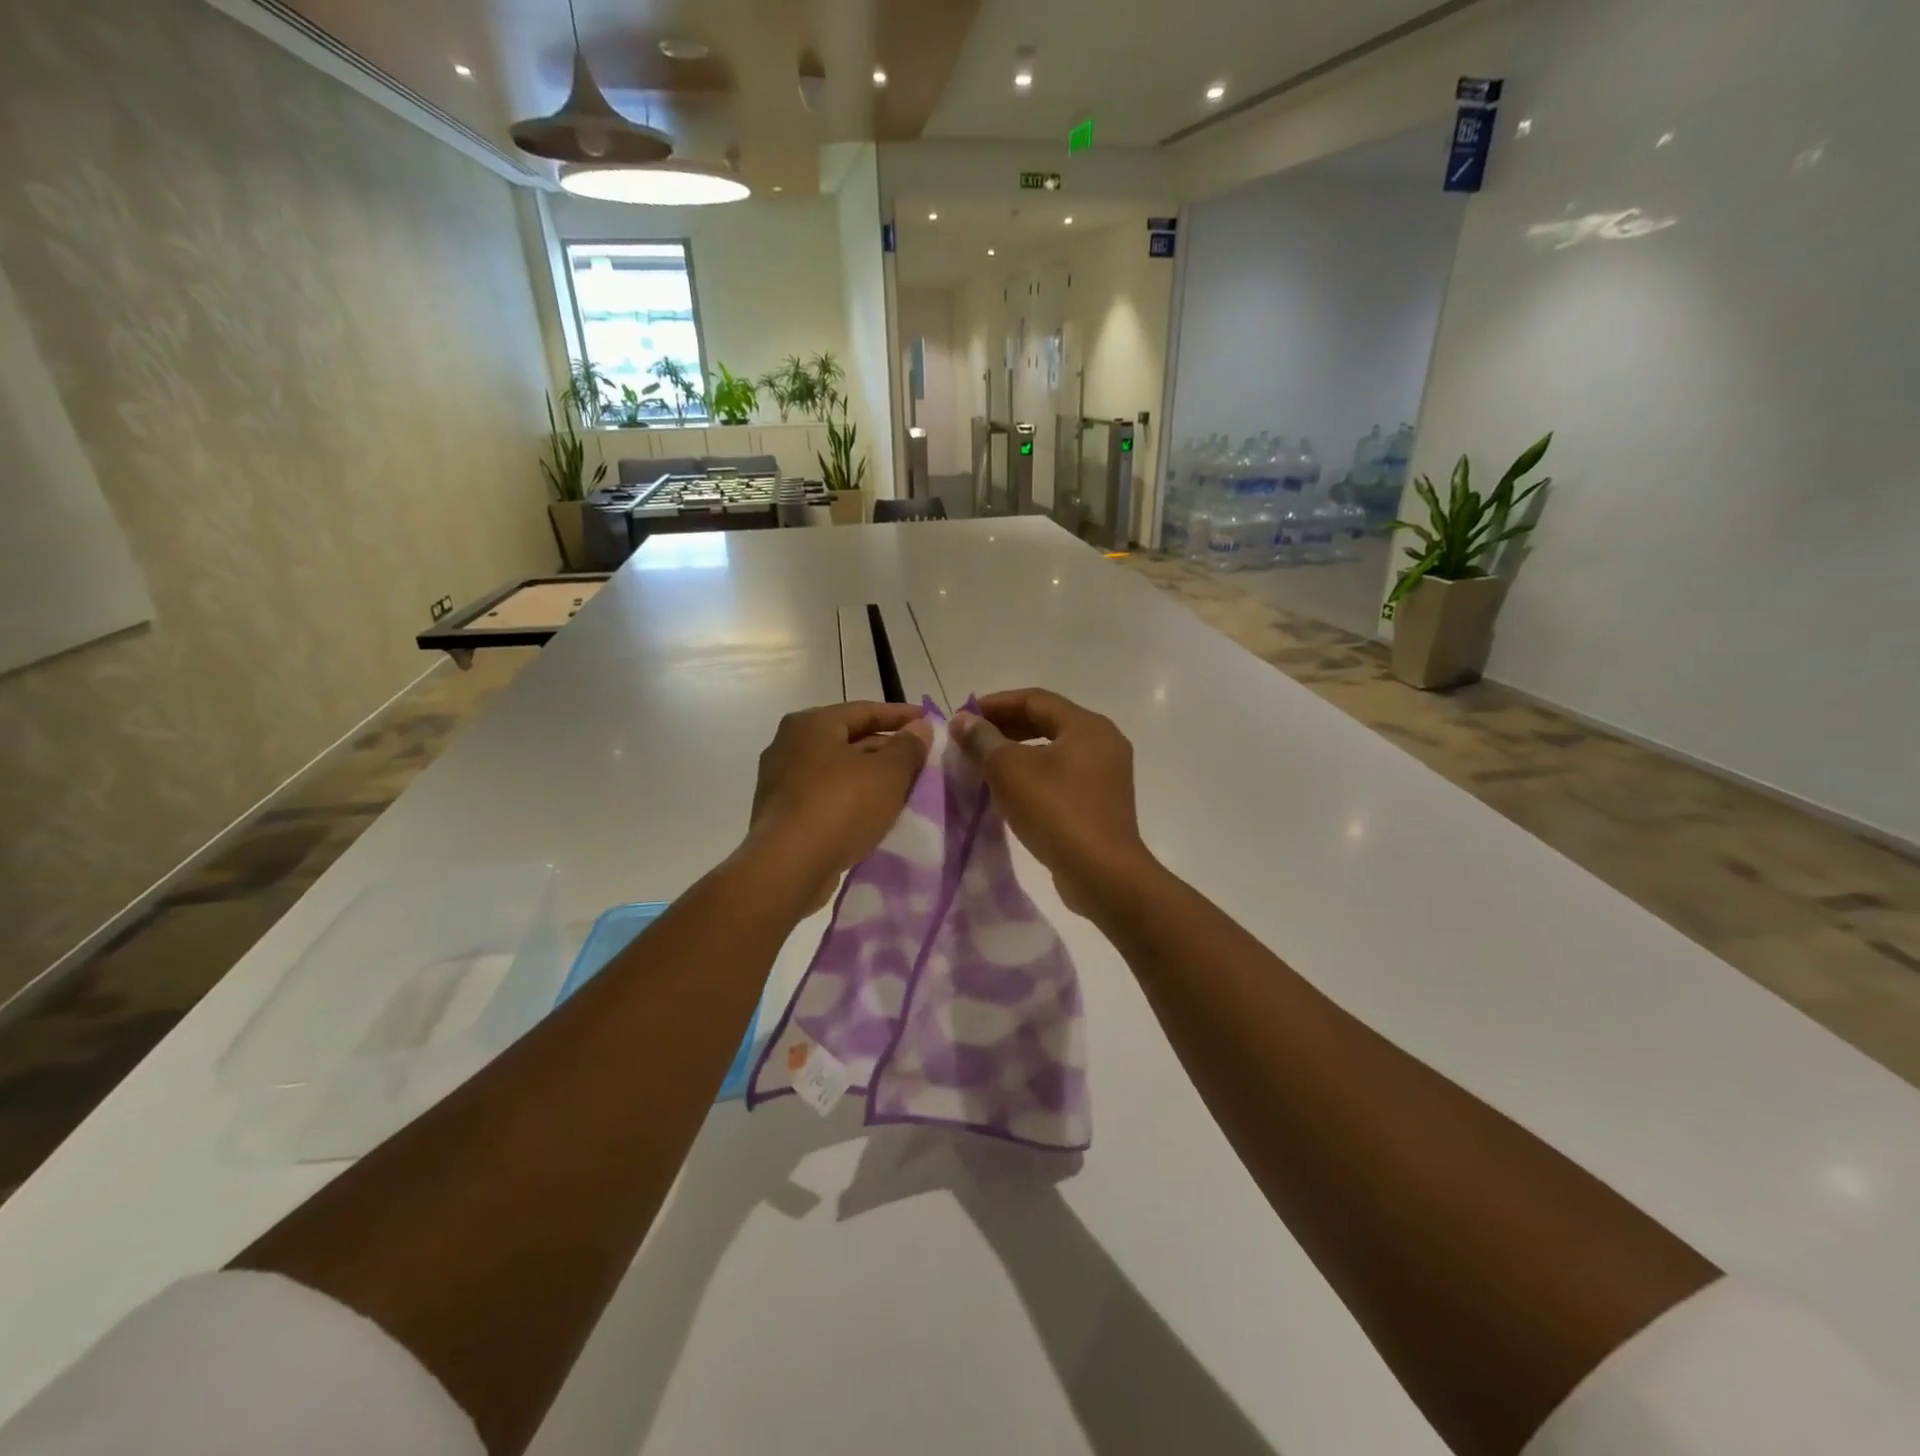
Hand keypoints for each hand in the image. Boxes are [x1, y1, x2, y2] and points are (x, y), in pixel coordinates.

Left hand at [748, 702, 932, 913]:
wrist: (789, 867)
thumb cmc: (840, 806)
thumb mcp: (887, 774)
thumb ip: (908, 747)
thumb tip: (920, 727)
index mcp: (811, 724)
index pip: (864, 710)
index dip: (901, 715)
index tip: (929, 722)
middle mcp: (789, 745)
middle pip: (849, 739)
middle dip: (887, 749)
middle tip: (921, 760)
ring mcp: (781, 781)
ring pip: (838, 771)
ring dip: (870, 777)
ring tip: (905, 788)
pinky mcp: (782, 814)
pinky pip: (826, 797)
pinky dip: (852, 800)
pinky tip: (874, 814)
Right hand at [951, 689, 1155, 916]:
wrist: (1102, 873)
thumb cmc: (1056, 811)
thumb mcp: (1010, 770)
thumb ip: (983, 740)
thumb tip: (962, 720)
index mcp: (1087, 726)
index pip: (1035, 699)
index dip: (996, 704)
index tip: (964, 717)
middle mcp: (1103, 742)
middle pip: (1047, 721)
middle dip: (1006, 727)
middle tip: (971, 739)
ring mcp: (1106, 774)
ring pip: (1054, 750)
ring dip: (1018, 752)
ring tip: (984, 763)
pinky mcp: (1101, 802)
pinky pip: (1062, 775)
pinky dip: (1035, 774)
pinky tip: (1010, 790)